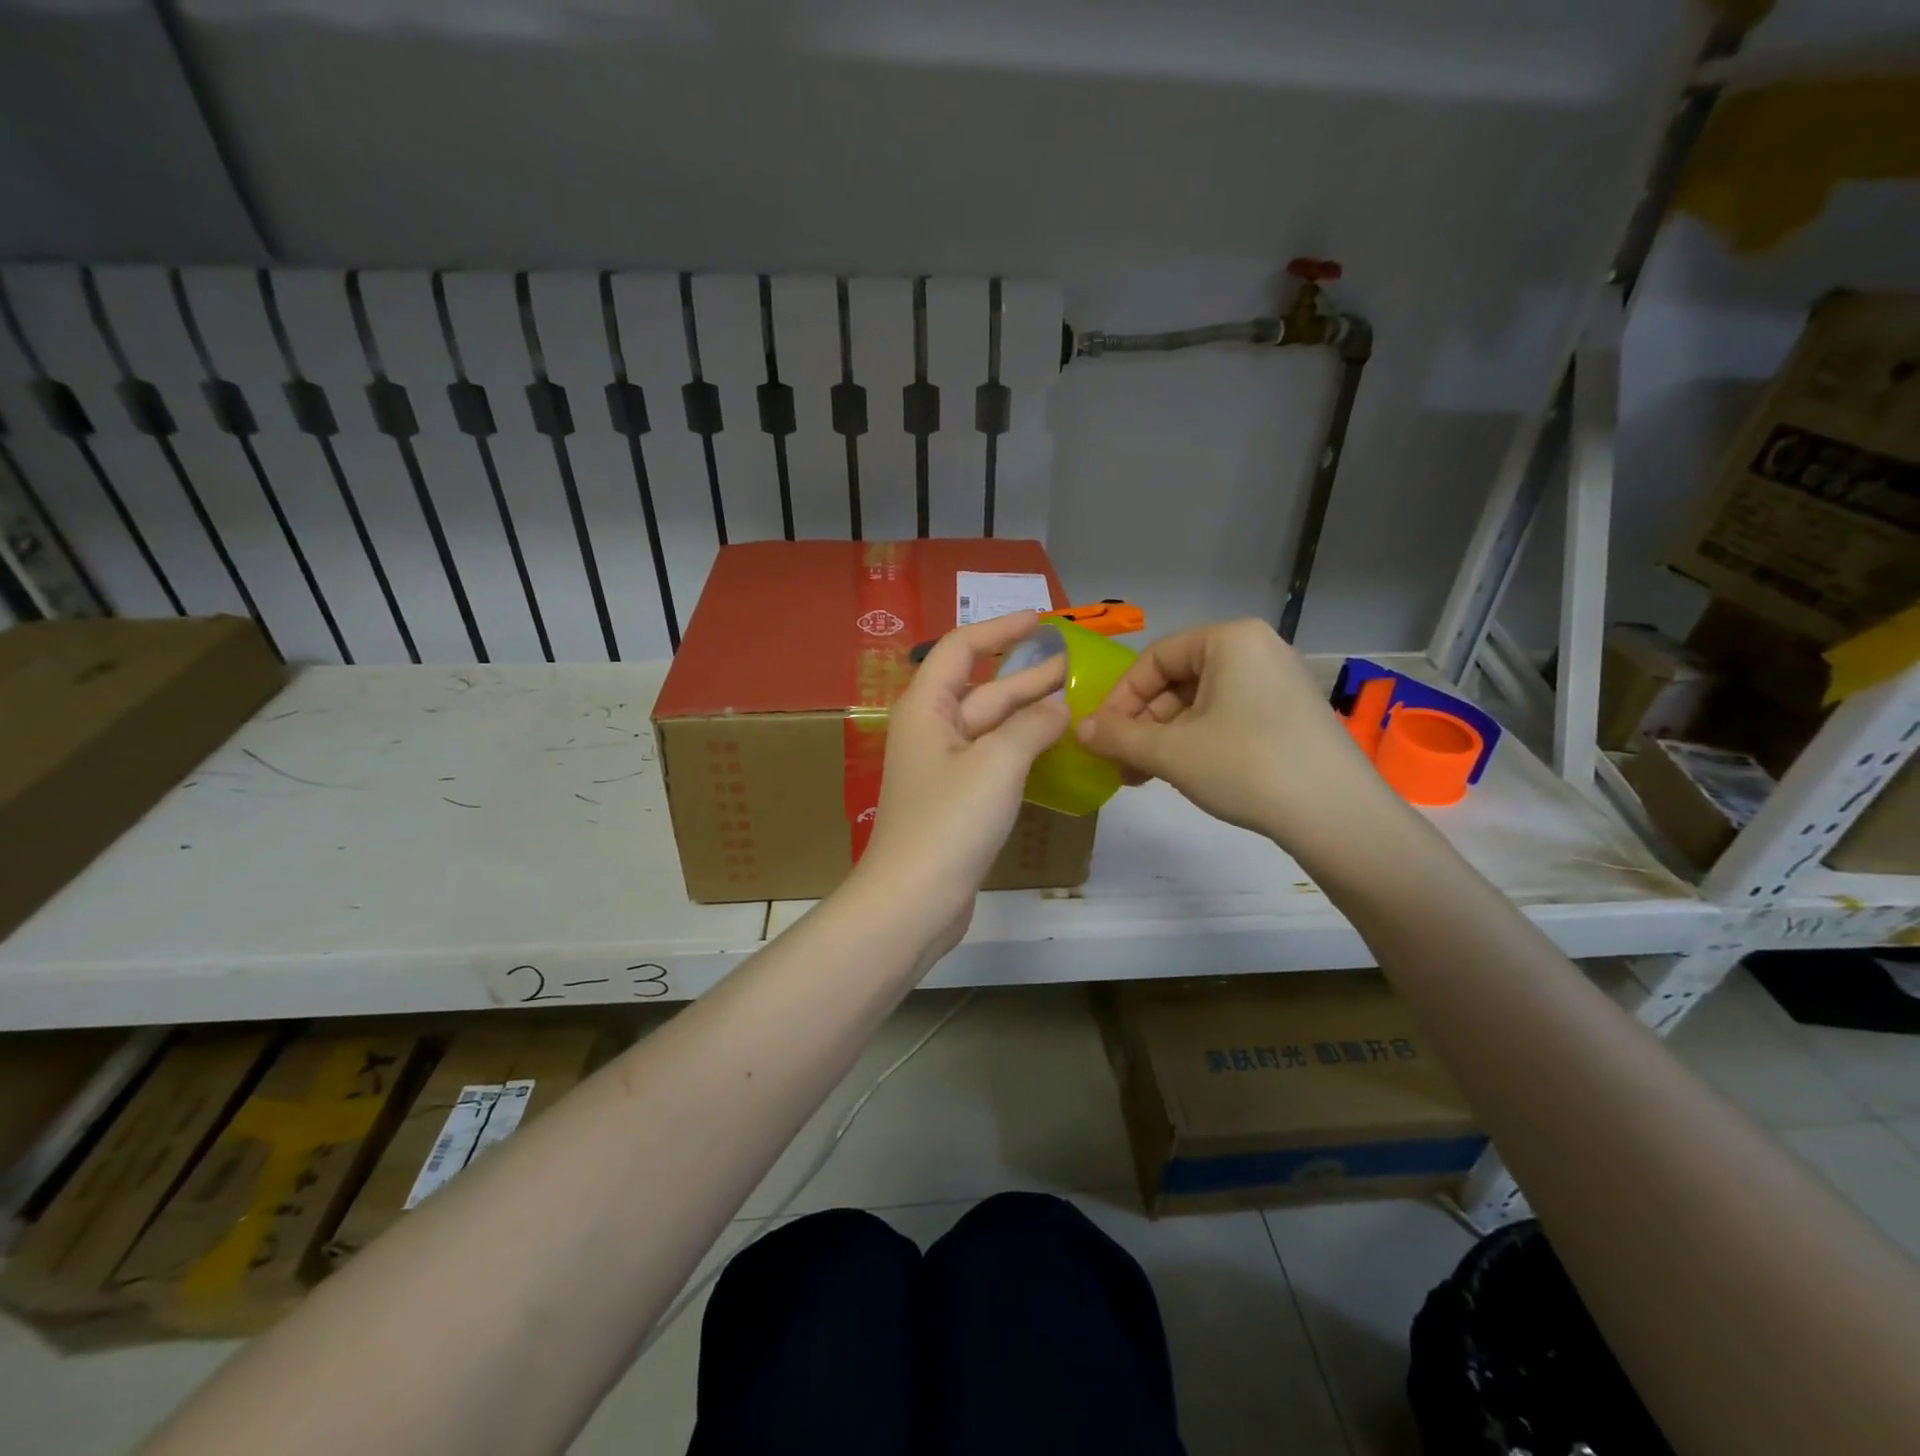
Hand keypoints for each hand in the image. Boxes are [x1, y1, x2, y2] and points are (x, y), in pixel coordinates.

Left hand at [858, 611, 1069, 941]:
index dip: (1001, 629)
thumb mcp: (996, 763)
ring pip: (991, 727)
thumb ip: (1031, 726)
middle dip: (1027, 676)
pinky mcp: (955, 800)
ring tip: (1074, 703)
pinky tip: (1054, 750)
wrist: (913, 899)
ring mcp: (943, 768)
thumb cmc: (949, 821)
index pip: (962, 648)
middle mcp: (931, 730)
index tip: (1042, 621)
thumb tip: (1058, 708)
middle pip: (982, 689)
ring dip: (1029, 714)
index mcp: (927, 707)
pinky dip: (1022, 750)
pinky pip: (993, 760)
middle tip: (1075, 666)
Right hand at [1075, 618, 1388, 846]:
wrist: (1337, 815)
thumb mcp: (1171, 752)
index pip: (1154, 659)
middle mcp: (1256, 649)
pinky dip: (1197, 741)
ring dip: (1165, 737)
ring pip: (1201, 703)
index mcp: (1230, 639)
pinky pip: (1228, 717)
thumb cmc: (1246, 766)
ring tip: (1145, 775)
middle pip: (1178, 680)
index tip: (1100, 736)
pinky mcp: (1290, 714)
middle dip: (1142, 723)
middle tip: (1120, 762)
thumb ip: (1117, 736)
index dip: (1120, 698)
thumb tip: (1079, 729)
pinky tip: (1183, 774)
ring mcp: (1278, 682)